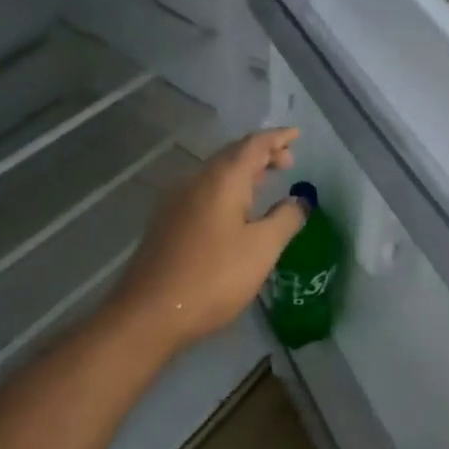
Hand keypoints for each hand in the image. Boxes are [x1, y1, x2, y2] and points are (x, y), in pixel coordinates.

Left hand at [105, 128, 306, 354]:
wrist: (149, 313)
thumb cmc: (213, 277)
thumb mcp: (262, 249)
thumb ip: (285, 219)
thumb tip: (299, 200)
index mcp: (222, 180)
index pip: (254, 144)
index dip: (277, 138)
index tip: (297, 135)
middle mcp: (196, 182)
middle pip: (232, 155)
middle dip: (262, 153)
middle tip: (288, 162)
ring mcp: (176, 202)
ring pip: (216, 174)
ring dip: (244, 172)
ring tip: (266, 182)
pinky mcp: (167, 223)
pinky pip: (204, 191)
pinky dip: (227, 189)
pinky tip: (235, 211)